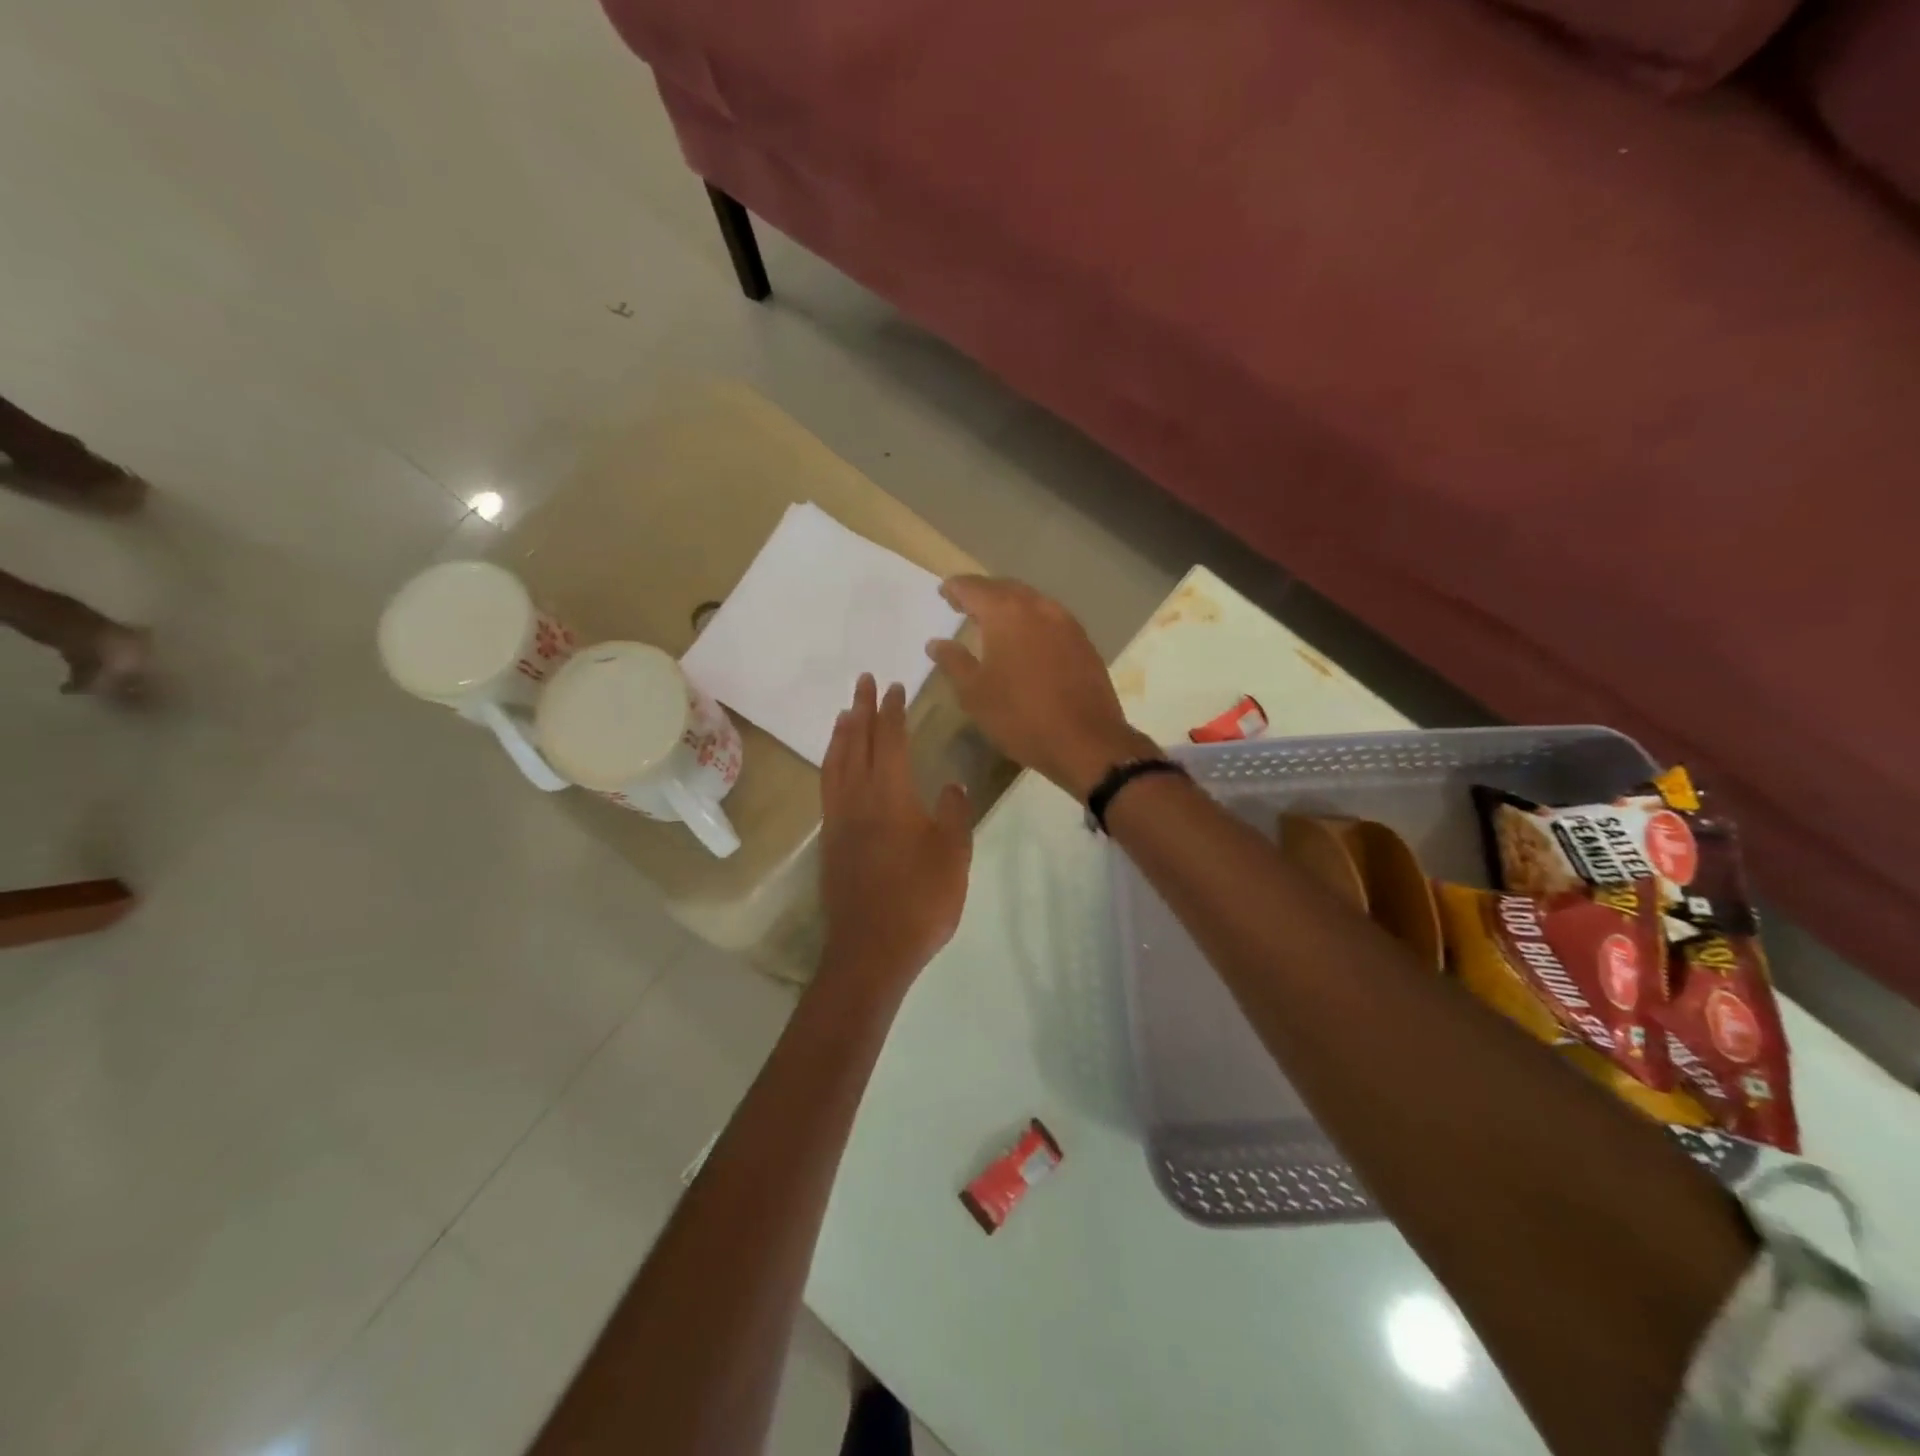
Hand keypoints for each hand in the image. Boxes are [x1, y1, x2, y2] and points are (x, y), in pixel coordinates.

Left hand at [819, 674, 973, 987]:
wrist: (872, 950)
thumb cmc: (920, 900)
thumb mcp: (953, 855)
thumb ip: (954, 814)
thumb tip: (951, 784)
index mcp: (891, 795)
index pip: (891, 740)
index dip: (892, 710)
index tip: (894, 686)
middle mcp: (859, 799)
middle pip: (857, 743)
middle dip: (861, 708)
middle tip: (863, 681)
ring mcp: (840, 820)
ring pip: (836, 764)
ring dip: (841, 733)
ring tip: (844, 713)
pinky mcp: (831, 842)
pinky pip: (828, 787)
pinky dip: (831, 763)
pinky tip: (837, 766)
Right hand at [927, 576, 1155, 798]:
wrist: (1086, 741)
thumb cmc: (1021, 717)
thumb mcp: (975, 694)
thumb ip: (954, 662)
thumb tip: (936, 642)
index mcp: (1007, 614)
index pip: (974, 588)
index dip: (956, 588)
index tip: (943, 591)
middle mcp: (1038, 608)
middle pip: (1005, 588)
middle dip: (983, 592)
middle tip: (965, 602)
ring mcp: (1066, 623)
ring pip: (1032, 602)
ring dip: (1010, 605)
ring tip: (993, 620)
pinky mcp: (1084, 642)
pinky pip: (1051, 619)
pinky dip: (1032, 621)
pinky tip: (1026, 639)